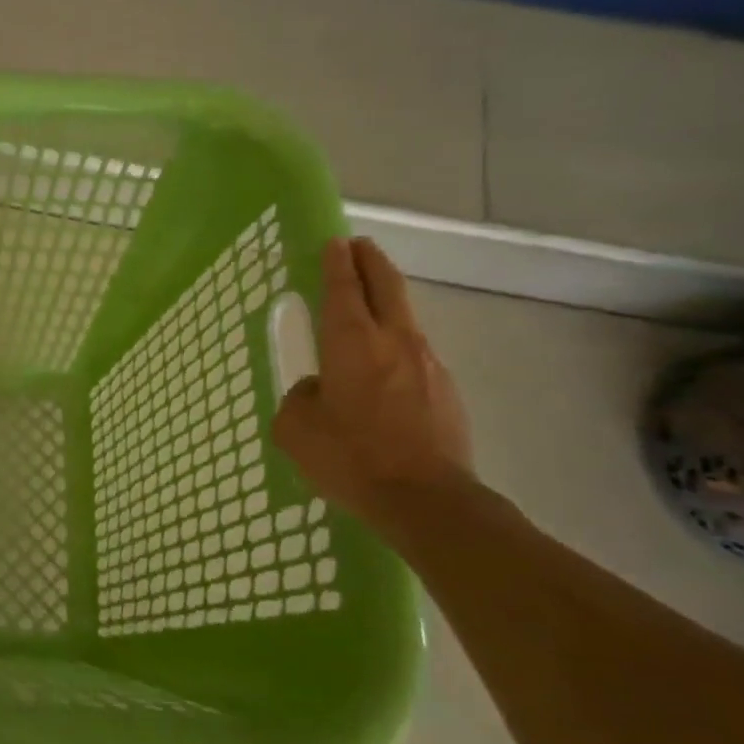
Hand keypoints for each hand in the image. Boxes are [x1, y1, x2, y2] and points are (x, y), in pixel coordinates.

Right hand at [273, 237, 473, 526]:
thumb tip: (318, 390)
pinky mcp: (447, 391)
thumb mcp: (296, 428)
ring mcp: (428, 364)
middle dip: (370, 261)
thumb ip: (301, 397)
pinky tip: (385, 368)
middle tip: (358, 247)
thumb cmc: (350, 457)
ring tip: (369, 307)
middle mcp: (394, 341)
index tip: (334, 242)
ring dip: (387, 303)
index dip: (336, 262)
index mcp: (351, 342)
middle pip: (386, 286)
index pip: (344, 287)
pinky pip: (416, 354)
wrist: (427, 501)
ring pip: (405, 319)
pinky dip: (398, 345)